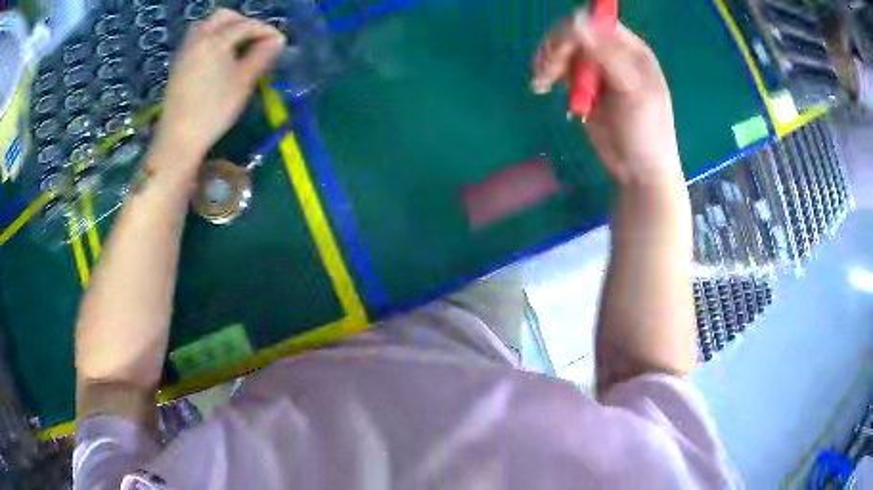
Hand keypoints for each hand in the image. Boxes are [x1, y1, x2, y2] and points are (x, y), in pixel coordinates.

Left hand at [153, 9, 284, 169]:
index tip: (279, 42)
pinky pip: (197, 39)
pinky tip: (219, 56)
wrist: (179, 139)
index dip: (265, 30)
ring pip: (206, 25)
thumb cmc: (213, 110)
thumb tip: (277, 40)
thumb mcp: (243, 82)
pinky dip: (211, 38)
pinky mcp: (178, 64)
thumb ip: (262, 56)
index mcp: (214, 40)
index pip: (245, 25)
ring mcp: (184, 51)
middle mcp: (197, 38)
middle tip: (256, 38)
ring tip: (238, 45)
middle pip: (223, 16)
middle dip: (243, 22)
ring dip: (225, 28)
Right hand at [532, 12, 681, 185]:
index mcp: (631, 50)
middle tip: (548, 71)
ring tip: (542, 82)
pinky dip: (545, 74)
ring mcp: (595, 68)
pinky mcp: (581, 85)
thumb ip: (607, 55)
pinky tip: (540, 86)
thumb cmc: (645, 131)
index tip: (563, 51)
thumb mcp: (633, 92)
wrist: (638, 169)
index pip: (596, 22)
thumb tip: (576, 20)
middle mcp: (612, 53)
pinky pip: (558, 68)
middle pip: (574, 32)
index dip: (576, 29)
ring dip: (547, 60)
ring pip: (562, 49)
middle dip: (557, 47)